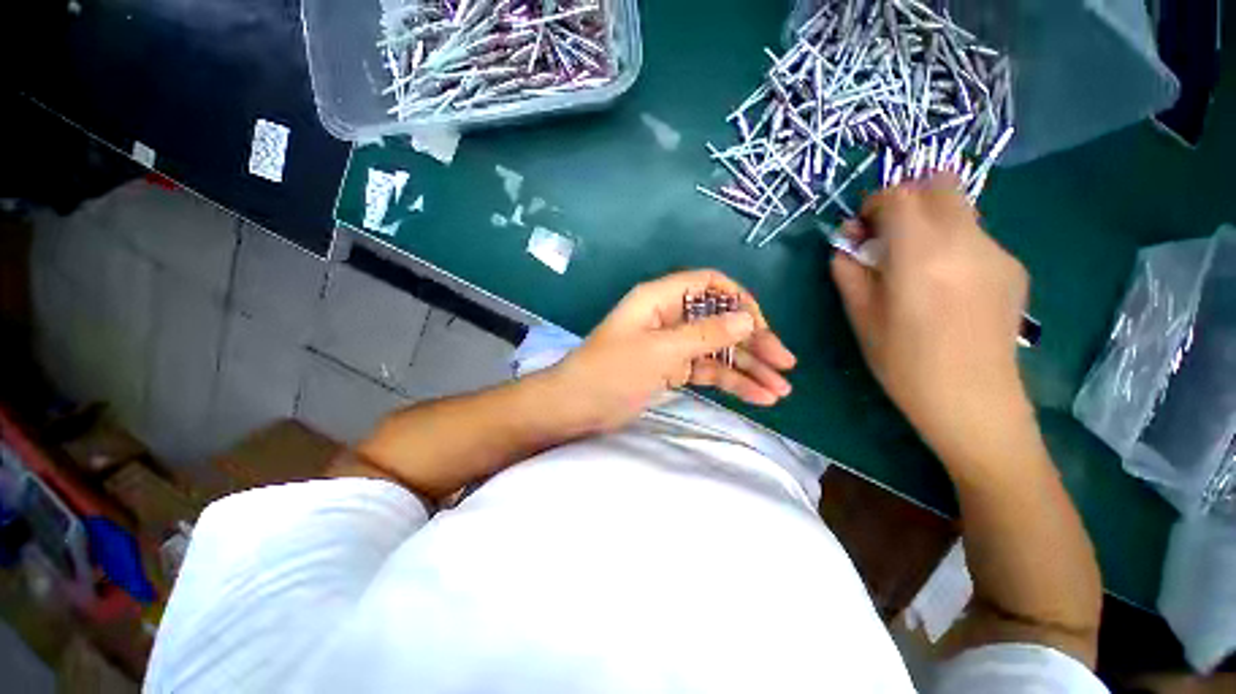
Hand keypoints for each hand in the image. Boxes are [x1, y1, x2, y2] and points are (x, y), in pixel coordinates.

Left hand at [549, 270, 795, 433]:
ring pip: (718, 350)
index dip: (738, 301)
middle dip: (753, 342)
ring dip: (749, 367)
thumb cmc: (611, 372)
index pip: (710, 285)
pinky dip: (731, 382)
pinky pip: (707, 370)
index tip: (762, 327)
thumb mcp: (659, 351)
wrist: (576, 406)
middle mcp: (670, 317)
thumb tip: (748, 320)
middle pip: (720, 321)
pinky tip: (759, 397)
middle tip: (786, 365)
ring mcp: (673, 345)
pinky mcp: (672, 369)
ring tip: (781, 390)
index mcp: (661, 299)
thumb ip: (704, 334)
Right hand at [830, 175, 1033, 459]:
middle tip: (887, 235)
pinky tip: (944, 284)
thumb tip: (845, 243)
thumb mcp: (860, 317)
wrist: (973, 401)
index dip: (873, 203)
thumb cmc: (904, 363)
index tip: (861, 229)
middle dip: (906, 199)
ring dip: (929, 221)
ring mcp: (997, 252)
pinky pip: (975, 236)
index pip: (899, 196)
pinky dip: (951, 243)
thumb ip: (848, 271)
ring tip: (914, 265)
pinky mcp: (1013, 267)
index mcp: (921, 255)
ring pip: (959, 209)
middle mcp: (965, 241)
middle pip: (939, 184)